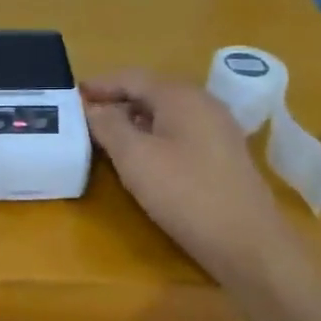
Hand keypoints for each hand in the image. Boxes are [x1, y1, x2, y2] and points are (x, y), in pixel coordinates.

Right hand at [83, 70, 287, 285]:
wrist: (247, 242)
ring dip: (135, 118)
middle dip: (117, 100)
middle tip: (86, 115)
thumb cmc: (185, 193)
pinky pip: (181, 131)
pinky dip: (155, 134)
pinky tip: (143, 155)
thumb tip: (93, 108)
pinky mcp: (223, 154)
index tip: (73, 95)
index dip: (101, 85)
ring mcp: (218, 128)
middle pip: (151, 91)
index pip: (132, 78)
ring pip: (167, 112)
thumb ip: (109, 126)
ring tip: (108, 135)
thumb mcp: (135, 158)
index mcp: (181, 96)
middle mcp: (203, 103)